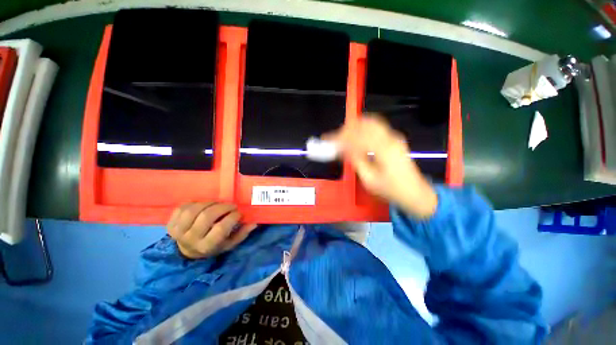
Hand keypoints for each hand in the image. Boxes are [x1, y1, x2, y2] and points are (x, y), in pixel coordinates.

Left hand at [167, 203, 257, 258]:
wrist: (188, 250)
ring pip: (194, 210)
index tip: (239, 212)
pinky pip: (182, 207)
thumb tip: (254, 222)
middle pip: (206, 216)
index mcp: (207, 246)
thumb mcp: (229, 244)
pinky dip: (195, 203)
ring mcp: (178, 231)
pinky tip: (203, 205)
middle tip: (230, 205)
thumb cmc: (213, 246)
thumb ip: (242, 234)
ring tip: (217, 204)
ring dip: (209, 203)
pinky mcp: (170, 224)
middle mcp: (190, 239)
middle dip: (222, 207)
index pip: (221, 228)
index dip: (232, 217)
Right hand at [324, 115, 437, 217]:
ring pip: (370, 123)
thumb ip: (356, 160)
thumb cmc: (391, 190)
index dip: (339, 137)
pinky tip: (355, 135)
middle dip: (346, 129)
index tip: (327, 139)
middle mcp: (390, 138)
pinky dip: (363, 129)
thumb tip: (343, 148)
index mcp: (384, 149)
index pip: (357, 136)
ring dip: (354, 127)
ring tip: (342, 136)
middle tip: (334, 138)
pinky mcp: (395, 139)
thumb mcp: (369, 179)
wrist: (415, 193)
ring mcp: (394, 137)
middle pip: (364, 124)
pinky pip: (376, 128)